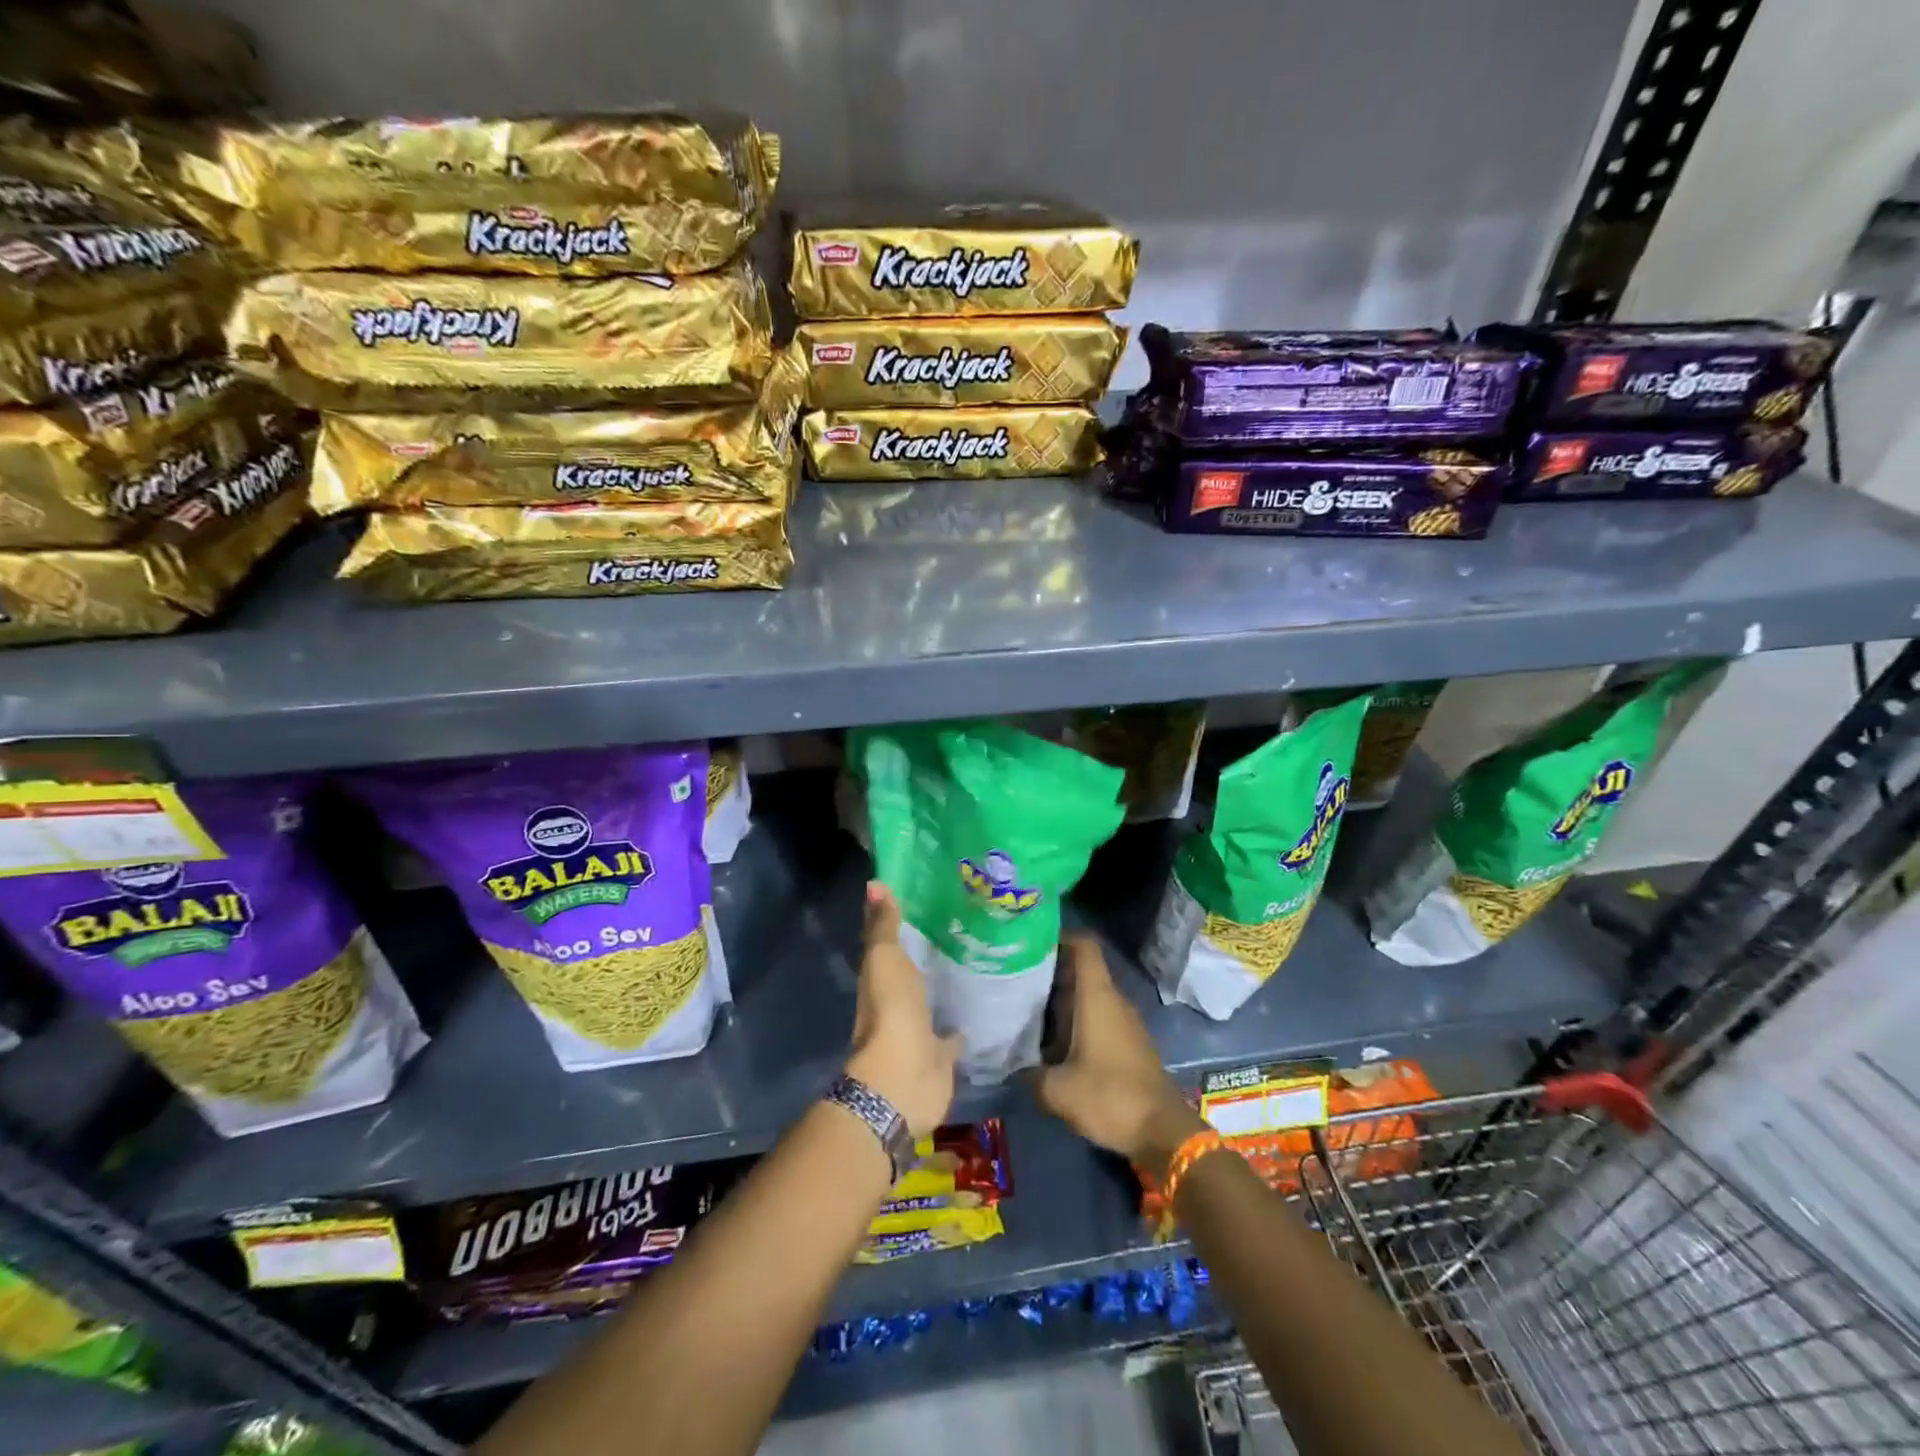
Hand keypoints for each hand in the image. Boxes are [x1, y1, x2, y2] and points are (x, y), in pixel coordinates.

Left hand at [845, 882, 959, 1138]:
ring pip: (931, 1001)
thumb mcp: (884, 959)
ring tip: (973, 963)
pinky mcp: (941, 1055)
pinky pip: (952, 1035)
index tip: (926, 898)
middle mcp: (898, 1002)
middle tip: (958, 926)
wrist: (904, 1078)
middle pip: (911, 972)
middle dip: (926, 953)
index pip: (888, 943)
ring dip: (943, 988)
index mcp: (880, 978)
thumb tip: (875, 883)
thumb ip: (883, 926)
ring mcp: (919, 1030)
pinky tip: (980, 1009)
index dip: (900, 923)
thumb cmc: (891, 1011)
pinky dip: (960, 1025)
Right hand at [1030, 936, 1205, 1174]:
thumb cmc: (1110, 1097)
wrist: (1163, 1132)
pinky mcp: (1128, 1043)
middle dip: (1049, 971)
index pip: (1084, 946)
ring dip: (1060, 999)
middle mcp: (1112, 1000)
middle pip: (1080, 970)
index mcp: (1097, 997)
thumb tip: (1010, 1066)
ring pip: (1087, 995)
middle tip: (1014, 979)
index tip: (1030, 944)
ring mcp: (1123, 1021)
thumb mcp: (1058, 1091)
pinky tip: (1051, 1041)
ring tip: (1025, 1009)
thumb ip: (1029, 1074)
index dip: (1059, 936)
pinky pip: (1097, 1017)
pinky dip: (1074, 1020)